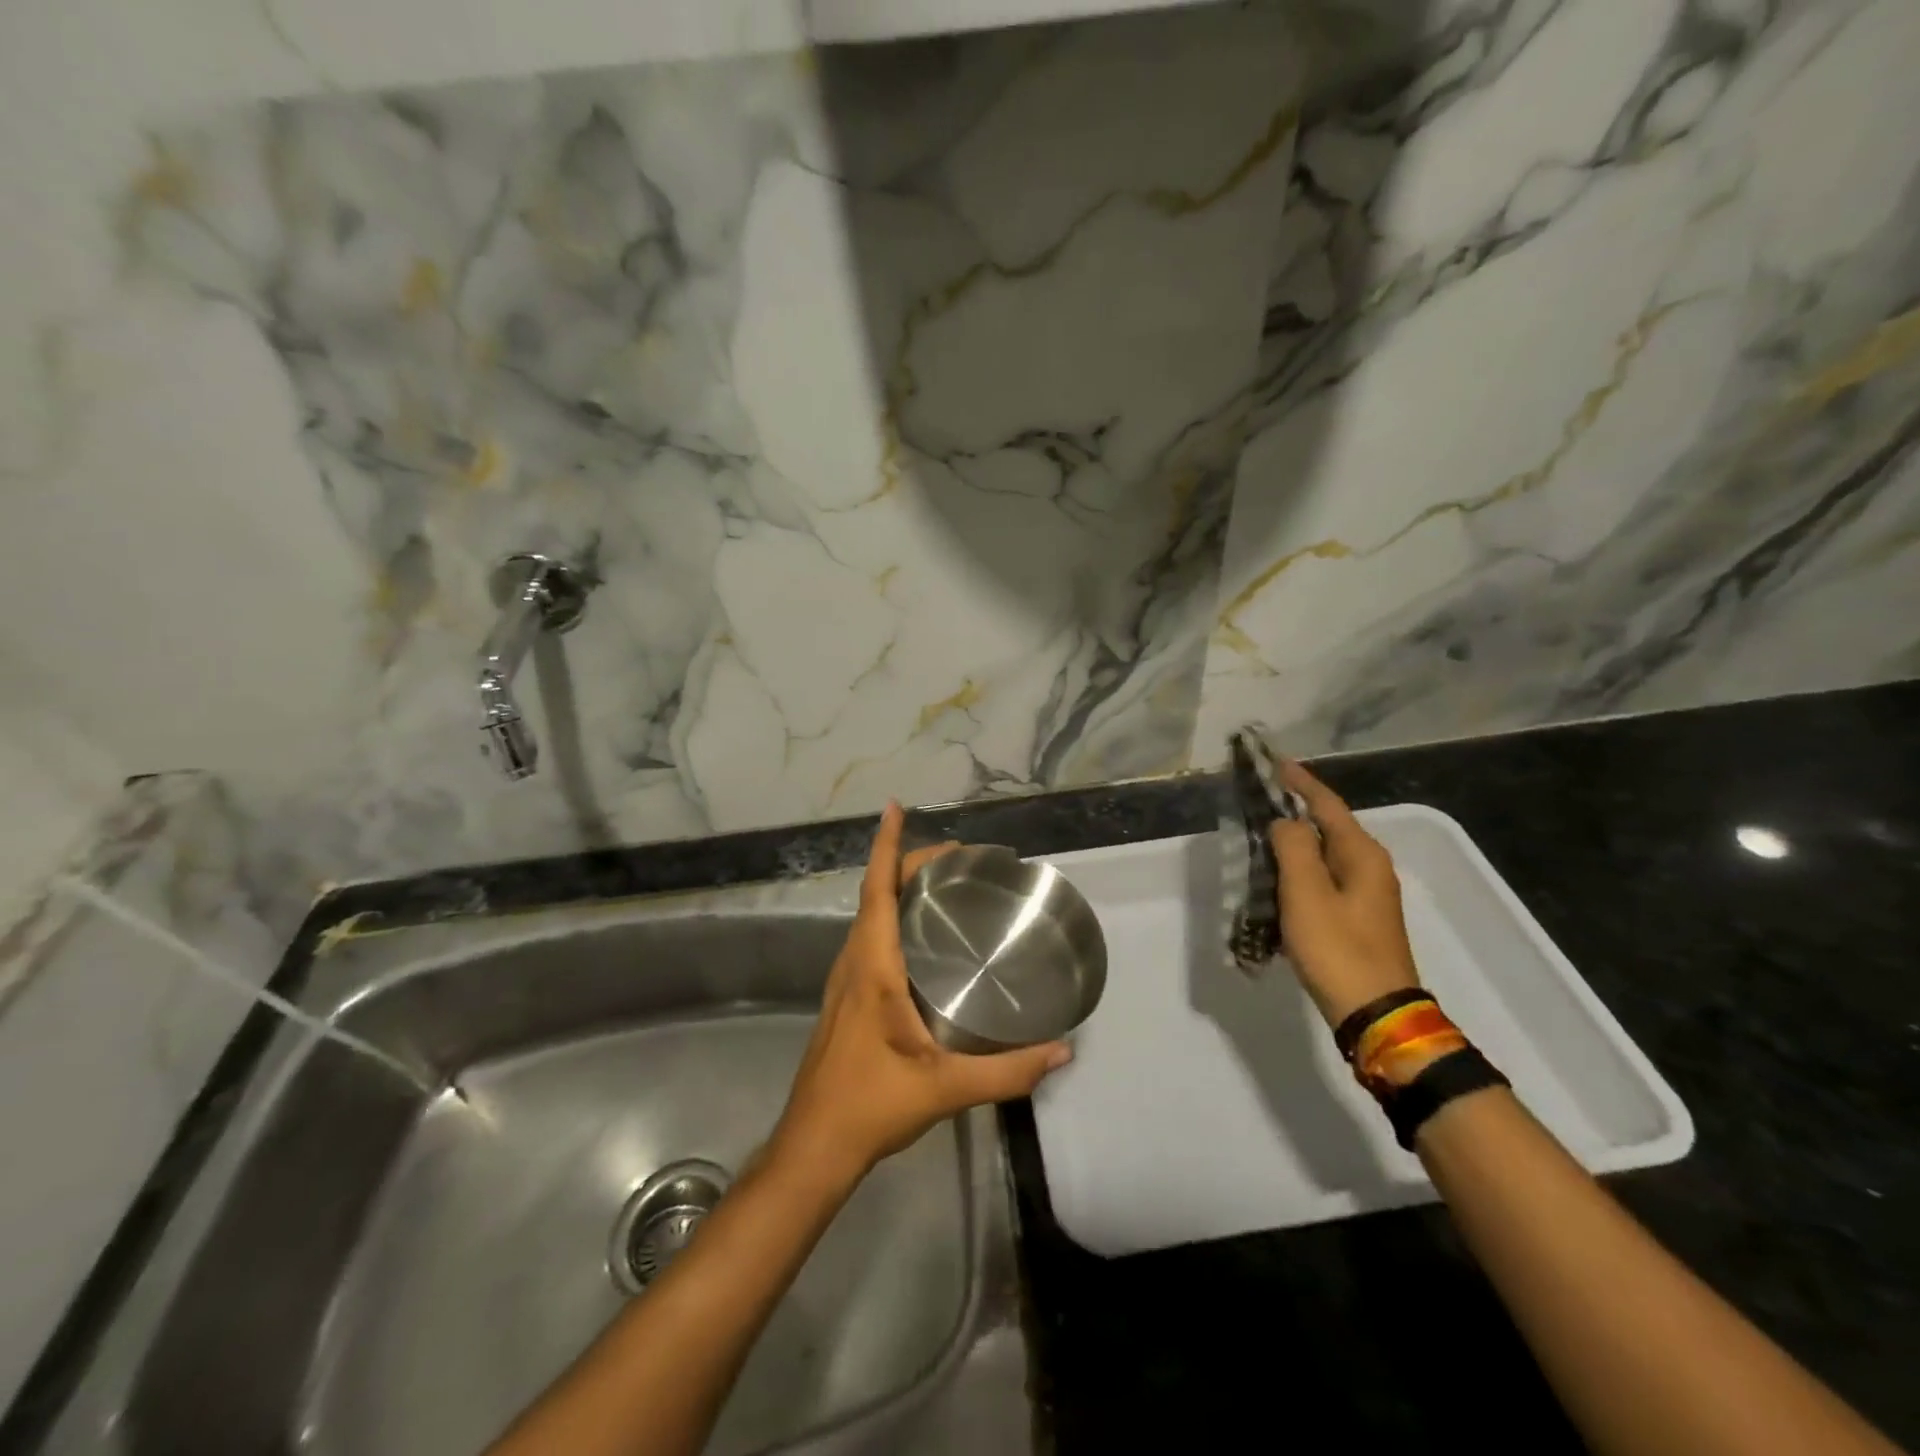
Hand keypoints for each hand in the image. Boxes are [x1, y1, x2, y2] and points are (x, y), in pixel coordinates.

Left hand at [770, 802, 1072, 1186]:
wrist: (814, 1146)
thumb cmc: (871, 1105)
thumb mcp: (945, 1088)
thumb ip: (1007, 1071)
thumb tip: (1063, 1050)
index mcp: (872, 967)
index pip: (878, 890)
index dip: (887, 846)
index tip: (896, 807)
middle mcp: (853, 963)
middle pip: (877, 895)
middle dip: (910, 863)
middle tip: (959, 856)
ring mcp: (845, 982)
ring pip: (870, 917)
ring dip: (899, 889)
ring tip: (944, 885)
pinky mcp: (847, 999)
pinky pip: (870, 940)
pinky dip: (893, 918)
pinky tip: (921, 939)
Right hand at [1268, 760, 1420, 1028]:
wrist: (1374, 1012)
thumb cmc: (1338, 948)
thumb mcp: (1307, 893)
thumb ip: (1293, 847)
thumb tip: (1284, 822)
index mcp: (1361, 854)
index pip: (1326, 804)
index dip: (1299, 781)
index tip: (1273, 761)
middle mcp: (1368, 867)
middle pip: (1325, 826)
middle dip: (1292, 809)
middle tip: (1257, 797)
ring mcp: (1365, 894)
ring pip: (1321, 854)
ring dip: (1290, 842)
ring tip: (1256, 834)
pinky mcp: (1354, 917)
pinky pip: (1320, 880)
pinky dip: (1295, 871)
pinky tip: (1272, 878)